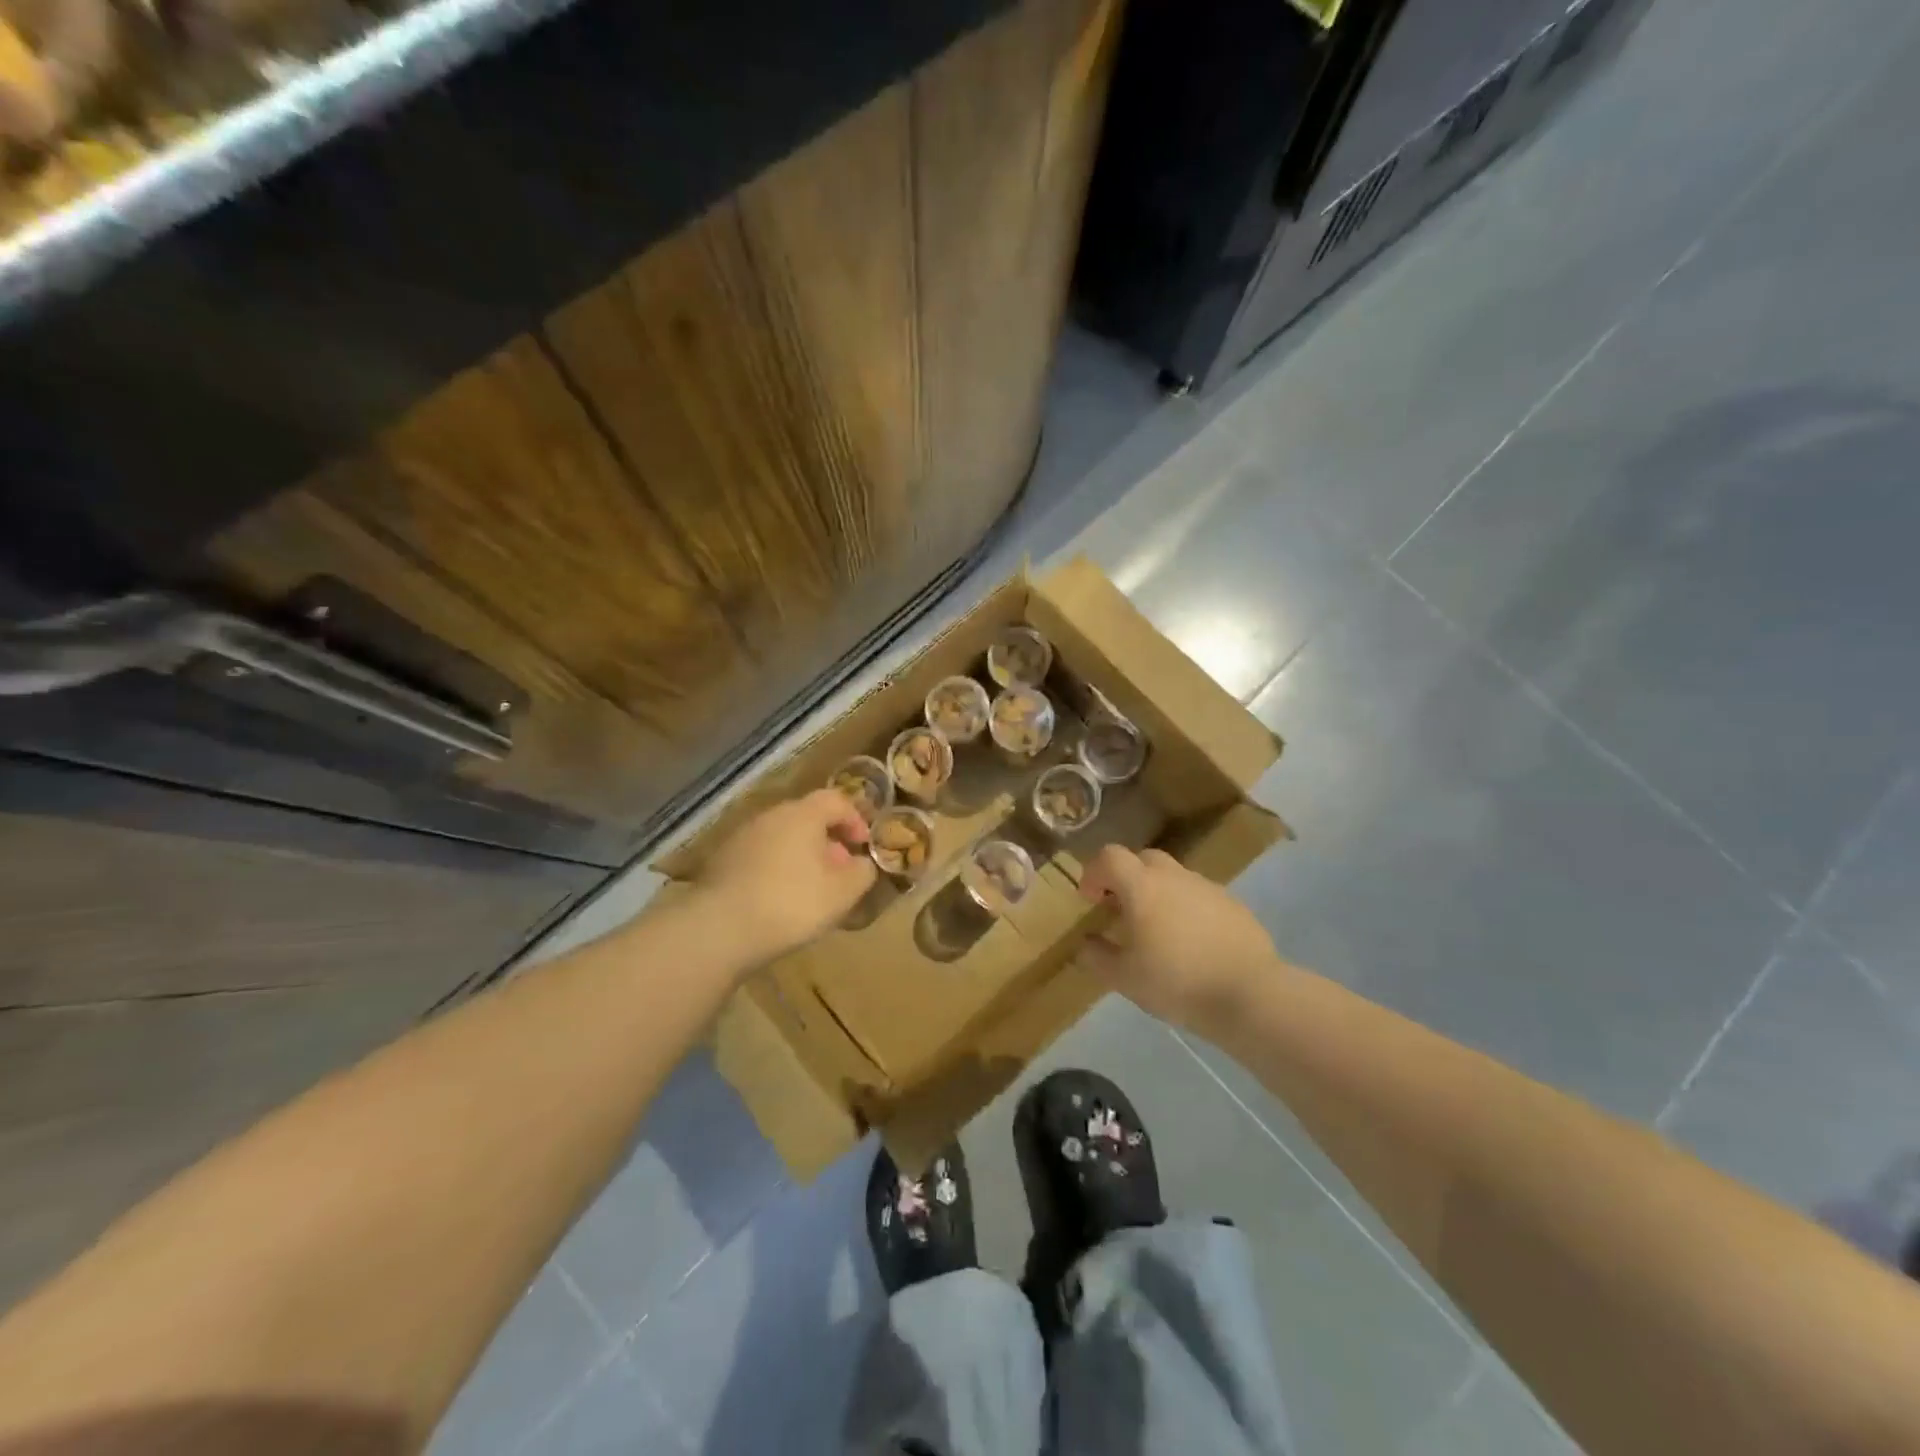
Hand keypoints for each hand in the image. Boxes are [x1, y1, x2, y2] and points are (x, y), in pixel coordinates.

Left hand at [693, 790, 875, 966]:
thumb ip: (862, 872)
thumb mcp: (842, 893)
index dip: (856, 819)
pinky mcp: (722, 861)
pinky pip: (761, 856)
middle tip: (840, 872)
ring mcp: (742, 837)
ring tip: (811, 890)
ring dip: (802, 857)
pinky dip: (777, 869)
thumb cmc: (790, 903)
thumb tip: (863, 863)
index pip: (836, 800)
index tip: (863, 846)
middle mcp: (771, 816)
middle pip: (807, 818)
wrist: (718, 929)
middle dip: (828, 841)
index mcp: (802, 814)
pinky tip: (779, 900)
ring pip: (782, 838)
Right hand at [1077, 846, 1279, 1029]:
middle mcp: (1174, 876)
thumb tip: (1086, 943)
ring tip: (1159, 933)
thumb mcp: (1124, 978)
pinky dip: (1187, 910)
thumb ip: (1097, 956)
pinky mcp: (1234, 905)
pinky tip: (1192, 944)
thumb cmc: (1177, 982)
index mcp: (1142, 886)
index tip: (1090, 900)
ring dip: (1158, 894)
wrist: (1249, 995)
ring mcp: (1208, 888)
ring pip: (1174, 878)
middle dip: (1127, 879)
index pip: (1109, 856)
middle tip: (1122, 912)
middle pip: (1143, 860)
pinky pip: (1200, 897)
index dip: (1094, 872)